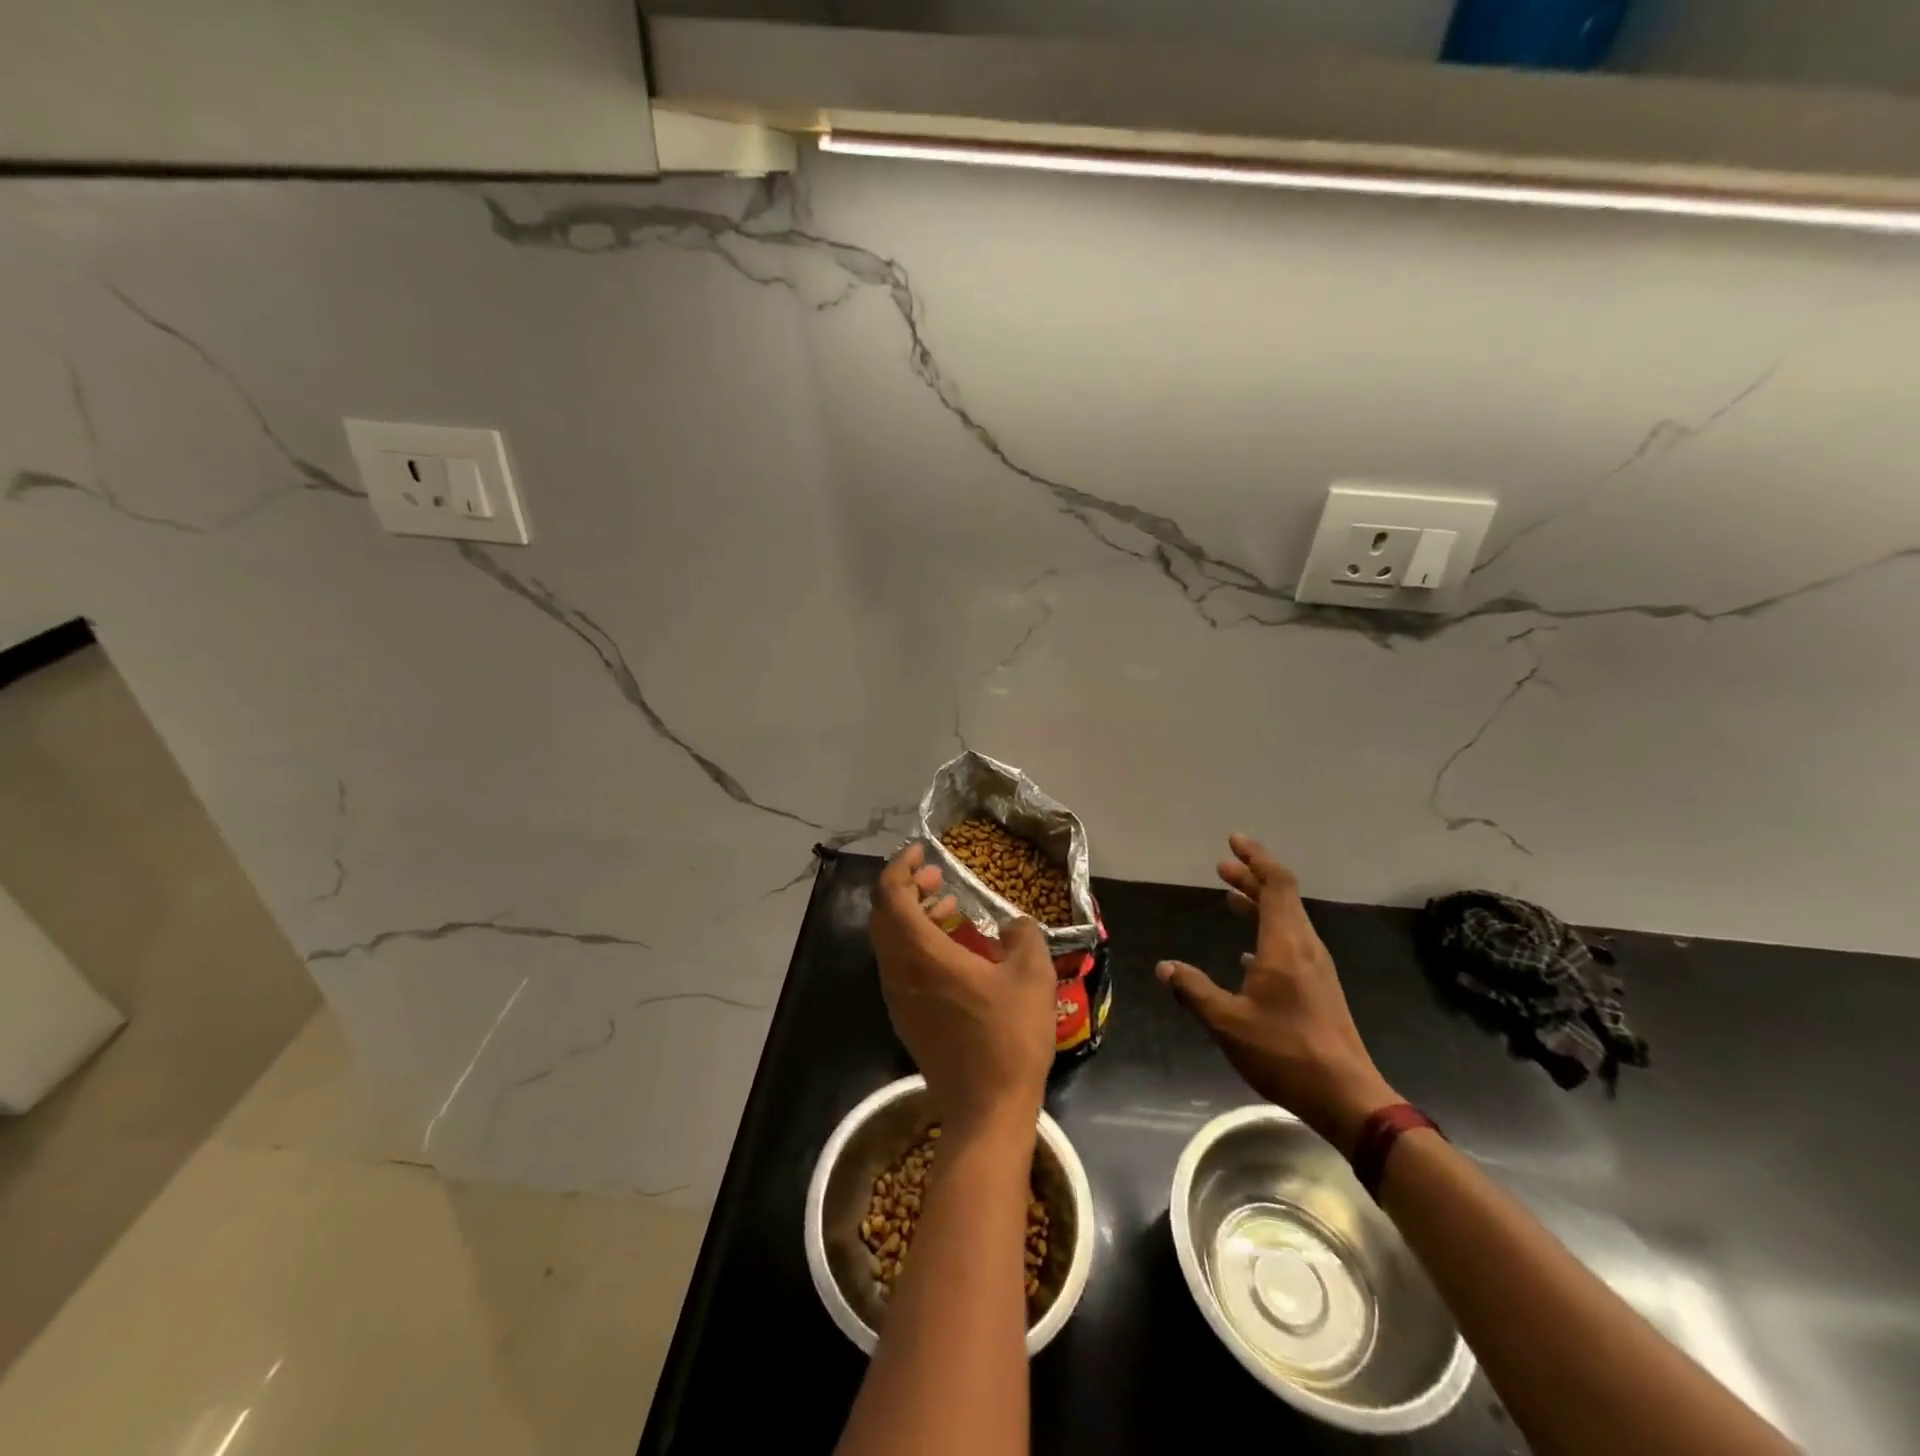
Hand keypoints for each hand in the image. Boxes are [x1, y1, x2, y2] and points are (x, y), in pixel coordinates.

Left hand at [870, 842, 1057, 1143]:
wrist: (986, 1109)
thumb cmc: (1009, 1037)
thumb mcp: (1031, 976)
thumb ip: (1023, 936)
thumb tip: (1015, 924)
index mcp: (922, 955)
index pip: (891, 896)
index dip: (900, 866)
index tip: (921, 851)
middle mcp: (899, 972)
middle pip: (884, 915)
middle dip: (906, 887)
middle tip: (936, 876)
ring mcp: (898, 998)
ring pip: (890, 941)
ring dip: (912, 915)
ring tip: (949, 906)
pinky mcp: (907, 1017)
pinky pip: (900, 965)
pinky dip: (916, 943)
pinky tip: (954, 949)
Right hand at [1157, 834, 1398, 1153]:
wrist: (1347, 1097)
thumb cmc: (1285, 1052)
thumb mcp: (1228, 1022)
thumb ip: (1194, 990)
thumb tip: (1165, 967)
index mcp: (1286, 945)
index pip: (1275, 884)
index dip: (1255, 858)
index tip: (1233, 842)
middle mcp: (1305, 947)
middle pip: (1281, 898)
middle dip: (1251, 878)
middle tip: (1222, 867)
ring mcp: (1316, 969)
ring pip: (1287, 921)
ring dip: (1259, 905)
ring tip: (1230, 899)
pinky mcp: (1319, 989)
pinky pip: (1291, 944)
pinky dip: (1267, 933)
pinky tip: (1247, 953)